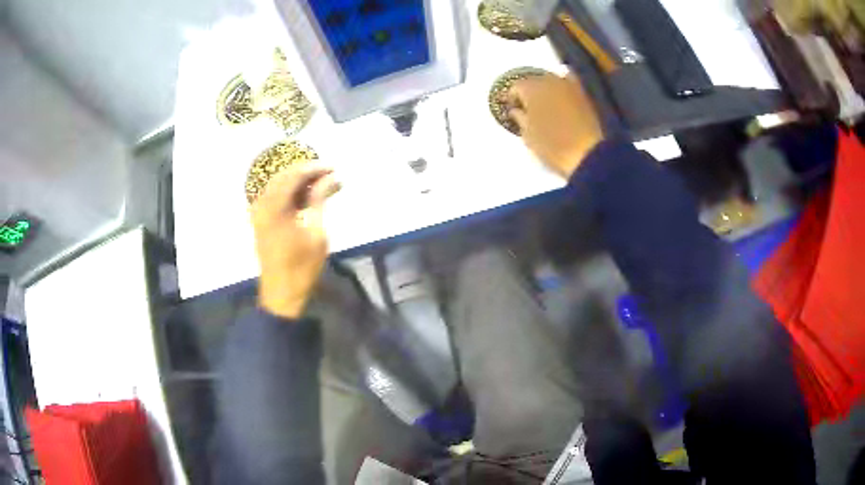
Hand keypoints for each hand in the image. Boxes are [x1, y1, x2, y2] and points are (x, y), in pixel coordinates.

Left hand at [250, 163, 340, 318]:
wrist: (281, 292)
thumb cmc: (302, 266)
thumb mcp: (316, 232)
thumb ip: (320, 200)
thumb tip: (331, 177)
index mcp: (274, 207)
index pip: (294, 175)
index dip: (315, 168)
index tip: (334, 168)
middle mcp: (262, 204)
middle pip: (284, 176)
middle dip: (307, 172)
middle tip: (330, 174)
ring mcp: (259, 212)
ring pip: (279, 185)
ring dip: (299, 182)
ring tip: (322, 185)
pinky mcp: (261, 220)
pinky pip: (275, 197)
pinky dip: (291, 193)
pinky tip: (307, 197)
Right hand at [508, 74, 604, 177]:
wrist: (589, 154)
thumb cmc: (552, 146)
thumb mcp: (528, 136)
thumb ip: (519, 118)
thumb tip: (516, 110)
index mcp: (531, 89)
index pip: (515, 87)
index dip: (512, 99)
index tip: (512, 110)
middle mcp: (549, 80)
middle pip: (534, 81)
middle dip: (530, 92)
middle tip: (528, 108)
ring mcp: (569, 85)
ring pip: (552, 81)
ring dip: (547, 90)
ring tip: (546, 105)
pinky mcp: (584, 94)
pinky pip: (570, 85)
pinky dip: (564, 90)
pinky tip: (562, 99)